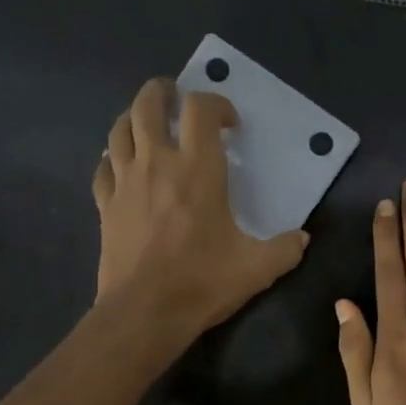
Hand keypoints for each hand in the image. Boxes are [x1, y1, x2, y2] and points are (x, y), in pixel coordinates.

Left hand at [93, 79, 308, 337]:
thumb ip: (285, 249)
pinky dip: (113, 158)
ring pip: (120, 130)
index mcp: (198, 169)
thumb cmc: (203, 282)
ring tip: (148, 123)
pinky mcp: (106, 205)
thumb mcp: (258, 268)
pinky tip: (122, 165)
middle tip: (176, 97)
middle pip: (149, 105)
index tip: (229, 123)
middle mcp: (157, 163)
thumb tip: (302, 238)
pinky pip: (103, 167)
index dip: (216, 104)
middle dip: (163, 92)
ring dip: (134, 117)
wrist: (145, 312)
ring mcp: (125, 182)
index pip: (200, 110)